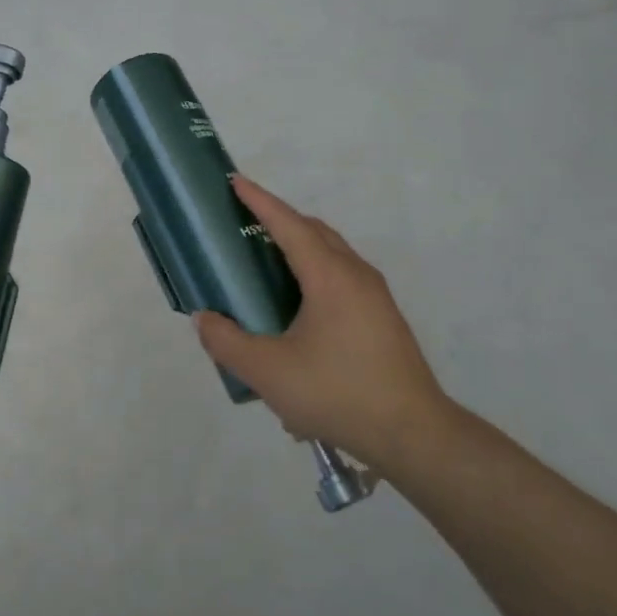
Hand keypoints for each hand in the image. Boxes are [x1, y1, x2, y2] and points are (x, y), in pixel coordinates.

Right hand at [194, 177, 452, 471]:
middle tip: (245, 224)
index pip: (289, 225)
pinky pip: (342, 278)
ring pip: (333, 255)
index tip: (235, 182)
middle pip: (315, 232)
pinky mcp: (383, 319)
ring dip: (300, 247)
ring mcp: (375, 297)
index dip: (260, 202)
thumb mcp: (267, 372)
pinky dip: (314, 272)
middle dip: (280, 219)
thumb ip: (227, 342)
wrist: (412, 433)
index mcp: (330, 277)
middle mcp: (356, 275)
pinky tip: (297, 307)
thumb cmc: (337, 393)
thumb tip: (204, 318)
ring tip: (266, 263)